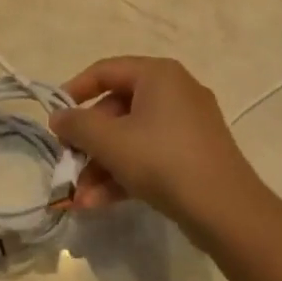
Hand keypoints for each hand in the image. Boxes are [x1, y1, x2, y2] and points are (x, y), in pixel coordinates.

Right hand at [48, 56, 265, 236]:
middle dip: (88, 143)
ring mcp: (187, 125)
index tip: (54, 116)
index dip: (75, 90)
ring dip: (101, 166)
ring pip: (131, 137)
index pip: (106, 70)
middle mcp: (175, 91)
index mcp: (158, 75)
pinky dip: (125, 174)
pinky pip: (150, 155)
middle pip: (117, 109)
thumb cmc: (163, 160)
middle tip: (67, 164)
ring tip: (80, 197)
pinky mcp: (193, 155)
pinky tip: (99, 203)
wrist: (226, 210)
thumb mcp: (111, 141)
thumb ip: (77, 124)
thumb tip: (57, 117)